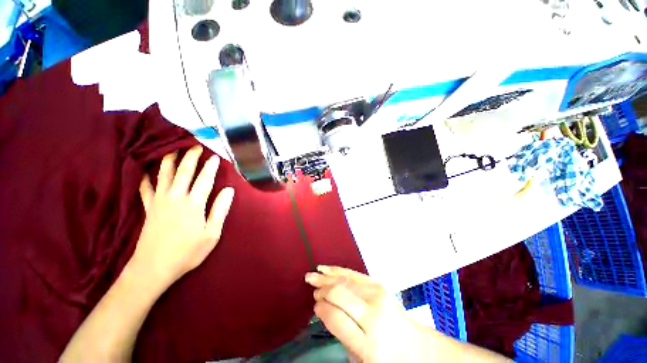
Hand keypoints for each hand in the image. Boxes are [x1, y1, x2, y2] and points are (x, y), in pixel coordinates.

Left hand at [133, 146, 234, 287]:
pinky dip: (145, 178)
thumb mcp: (212, 233)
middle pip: (184, 172)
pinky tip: (145, 172)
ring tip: (171, 149)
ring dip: (169, 160)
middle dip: (190, 157)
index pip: (205, 180)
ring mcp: (159, 201)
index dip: (211, 167)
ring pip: (163, 175)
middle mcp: (176, 197)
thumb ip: (220, 210)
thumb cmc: (187, 252)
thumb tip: (229, 190)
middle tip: (195, 145)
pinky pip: (145, 188)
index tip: (214, 156)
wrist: (154, 267)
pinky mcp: (148, 208)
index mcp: (194, 204)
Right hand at [306, 266, 425, 362]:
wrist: (416, 347)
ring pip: (345, 281)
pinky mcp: (379, 285)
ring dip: (326, 277)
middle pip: (339, 295)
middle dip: (322, 290)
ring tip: (313, 275)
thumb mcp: (361, 359)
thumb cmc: (387, 358)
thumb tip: (325, 309)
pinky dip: (339, 271)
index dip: (322, 309)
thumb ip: (341, 335)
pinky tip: (327, 269)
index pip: (336, 318)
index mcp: (369, 344)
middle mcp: (374, 315)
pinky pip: (354, 274)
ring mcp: (378, 296)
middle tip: (311, 287)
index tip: (315, 306)